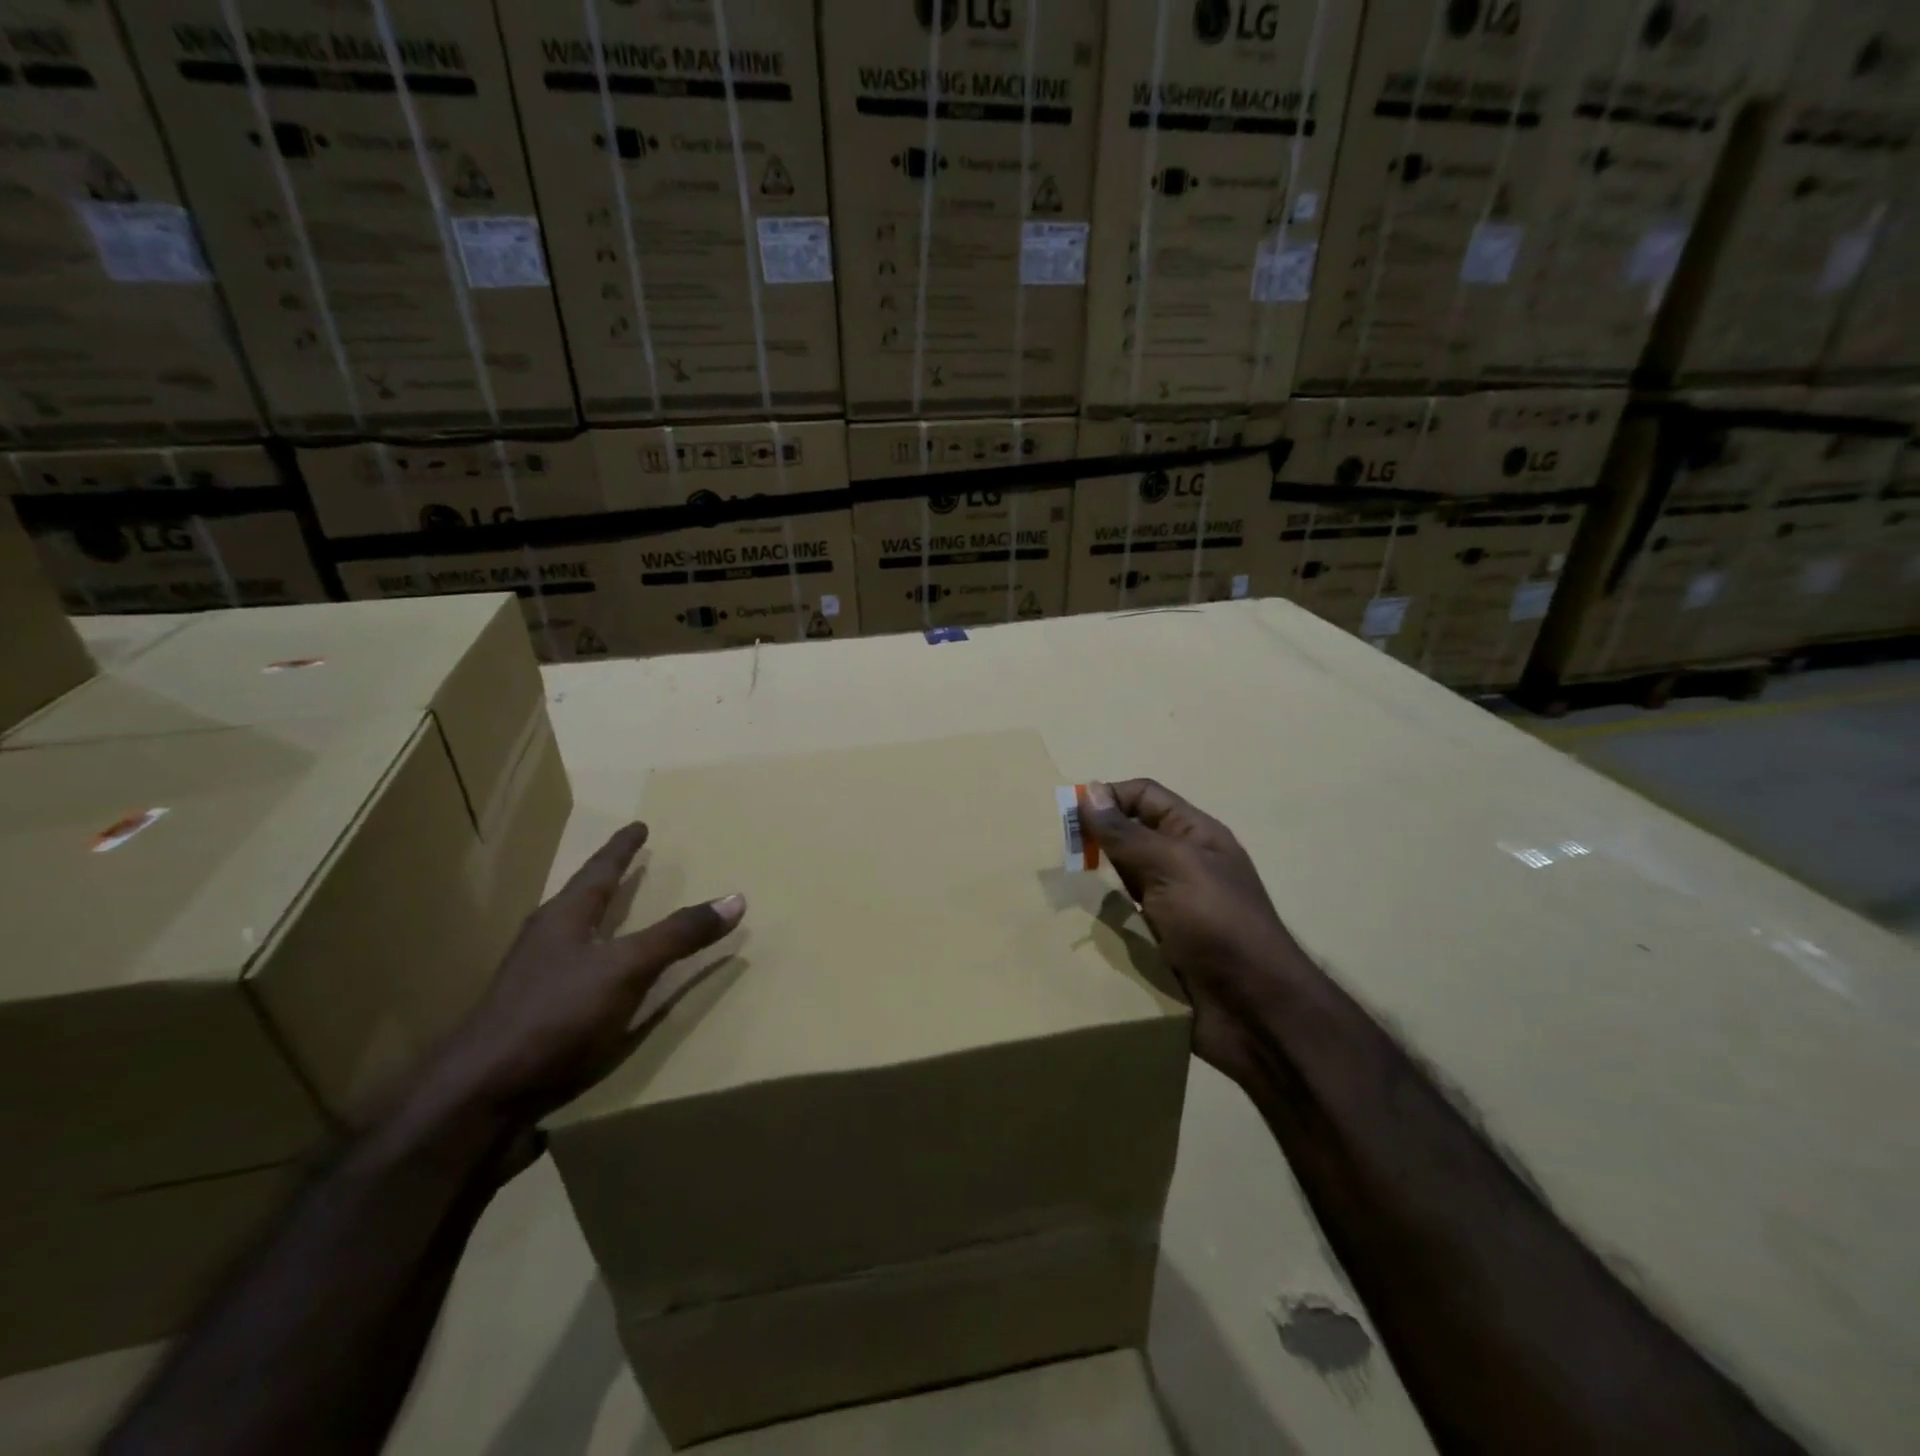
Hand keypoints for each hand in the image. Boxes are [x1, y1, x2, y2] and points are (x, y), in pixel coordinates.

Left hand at [421, 823, 744, 1131]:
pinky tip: (611, 983)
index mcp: (563, 918)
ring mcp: (535, 981)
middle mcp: (546, 941)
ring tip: (623, 917)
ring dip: (601, 923)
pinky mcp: (535, 1018)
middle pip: (581, 900)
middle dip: (607, 883)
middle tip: (632, 866)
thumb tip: (735, 898)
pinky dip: (601, 966)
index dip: (622, 848)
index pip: (599, 871)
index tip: (638, 826)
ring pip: (575, 938)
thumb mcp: (627, 968)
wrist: (481, 1095)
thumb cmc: (555, 1015)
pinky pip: (577, 976)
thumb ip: (678, 935)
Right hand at [1081, 780, 1303, 1082]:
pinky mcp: (1159, 943)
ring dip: (1094, 880)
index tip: (1068, 817)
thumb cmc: (1217, 925)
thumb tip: (1090, 791)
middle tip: (1057, 853)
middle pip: (1130, 836)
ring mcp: (1171, 906)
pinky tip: (1076, 922)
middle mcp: (1182, 864)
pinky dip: (1101, 917)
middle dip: (1095, 839)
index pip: (1144, 797)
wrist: (1255, 1012)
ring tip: (1058, 884)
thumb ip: (1128, 833)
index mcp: (1194, 835)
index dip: (1108, 798)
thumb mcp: (1172, 867)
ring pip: (1122, 879)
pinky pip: (1123, 919)